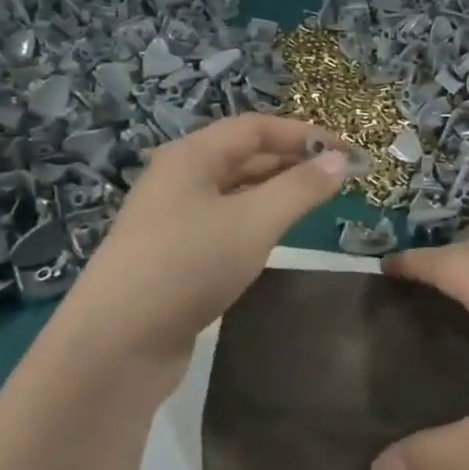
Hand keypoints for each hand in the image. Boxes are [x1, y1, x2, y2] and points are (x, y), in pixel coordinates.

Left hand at [72, 115, 350, 380]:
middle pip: (244, 157)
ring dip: (277, 194)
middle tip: (341, 180)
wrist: (119, 342)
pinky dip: (257, 223)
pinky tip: (277, 239)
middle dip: (293, 163)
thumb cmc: (190, 265)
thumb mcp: (254, 221)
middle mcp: (179, 180)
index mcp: (191, 157)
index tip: (349, 153)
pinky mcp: (175, 257)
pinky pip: (225, 225)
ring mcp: (173, 220)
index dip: (304, 134)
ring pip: (235, 194)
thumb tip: (341, 159)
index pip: (255, 128)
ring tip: (318, 205)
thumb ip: (301, 188)